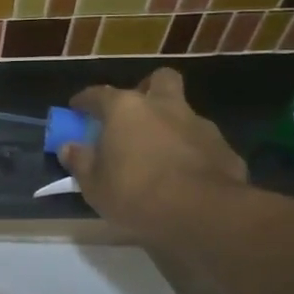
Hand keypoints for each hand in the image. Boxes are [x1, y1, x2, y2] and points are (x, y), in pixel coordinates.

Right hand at [61, 70, 246, 238]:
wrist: (204, 213)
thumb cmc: (137, 193)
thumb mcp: (94, 185)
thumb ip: (80, 161)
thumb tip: (69, 147)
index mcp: (126, 109)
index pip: (98, 94)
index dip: (84, 101)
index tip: (76, 109)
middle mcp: (164, 106)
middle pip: (159, 80)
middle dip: (148, 89)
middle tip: (136, 112)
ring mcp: (199, 124)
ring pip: (184, 111)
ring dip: (172, 124)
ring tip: (161, 150)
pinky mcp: (224, 148)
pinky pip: (202, 142)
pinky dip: (192, 151)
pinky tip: (186, 173)